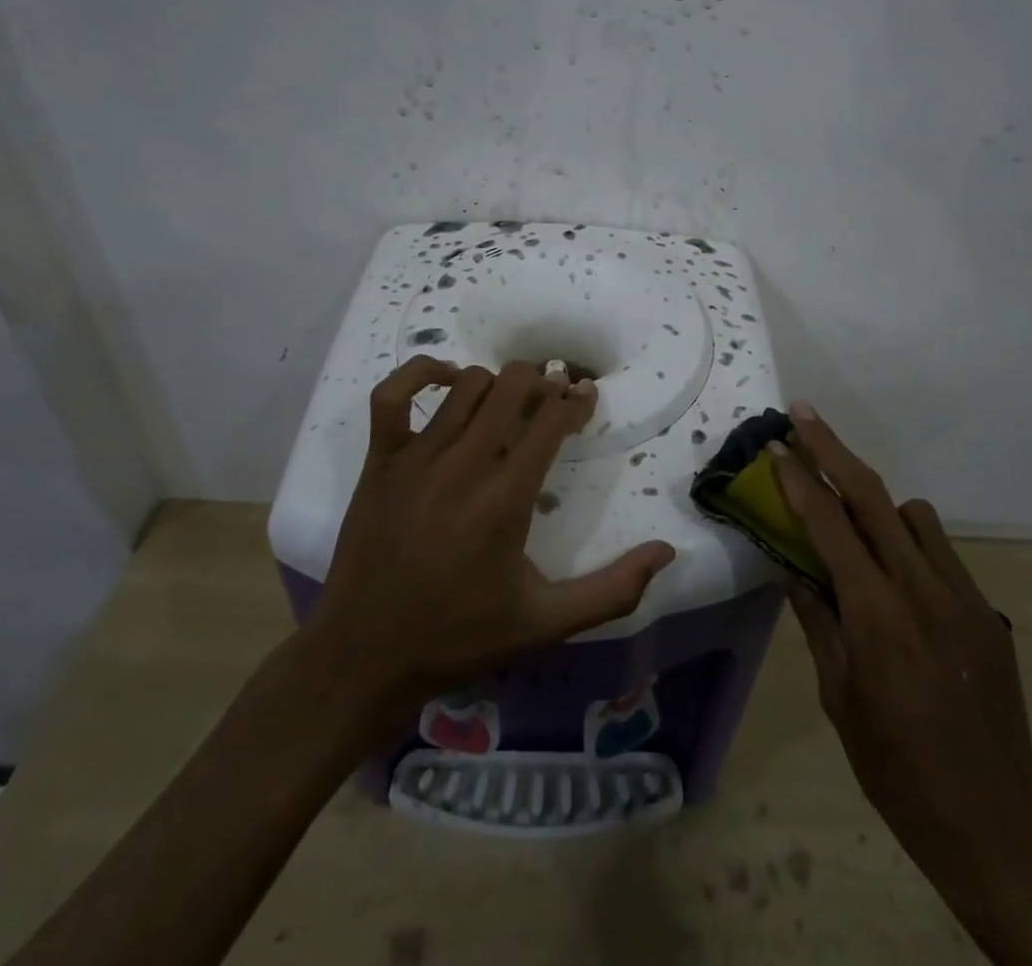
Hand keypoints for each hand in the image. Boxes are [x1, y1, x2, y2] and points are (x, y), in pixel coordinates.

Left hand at [305, 358, 676, 724]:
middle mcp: (463, 465)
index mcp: (505, 498)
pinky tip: (446, 383)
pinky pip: (392, 394)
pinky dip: (421, 375)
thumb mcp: (546, 623)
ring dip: (497, 384)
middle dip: (543, 383)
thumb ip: (612, 590)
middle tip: (552, 400)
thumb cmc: (460, 637)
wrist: (365, 656)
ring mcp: (416, 457)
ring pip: (467, 385)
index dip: (576, 401)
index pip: (551, 420)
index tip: (587, 400)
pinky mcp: (380, 460)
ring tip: (509, 402)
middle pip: (512, 386)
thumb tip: (667, 552)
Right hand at [771, 403, 1031, 963]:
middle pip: (872, 496)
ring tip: (852, 528)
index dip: (799, 480)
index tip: (776, 445)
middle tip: (804, 413)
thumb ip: (817, 621)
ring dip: (876, 503)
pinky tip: (897, 578)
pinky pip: (940, 550)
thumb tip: (792, 568)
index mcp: (877, 615)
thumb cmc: (895, 767)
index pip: (829, 526)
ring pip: (913, 515)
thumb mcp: (838, 697)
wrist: (993, 822)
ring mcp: (962, 596)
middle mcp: (922, 589)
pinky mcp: (986, 611)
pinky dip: (910, 542)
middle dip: (833, 449)